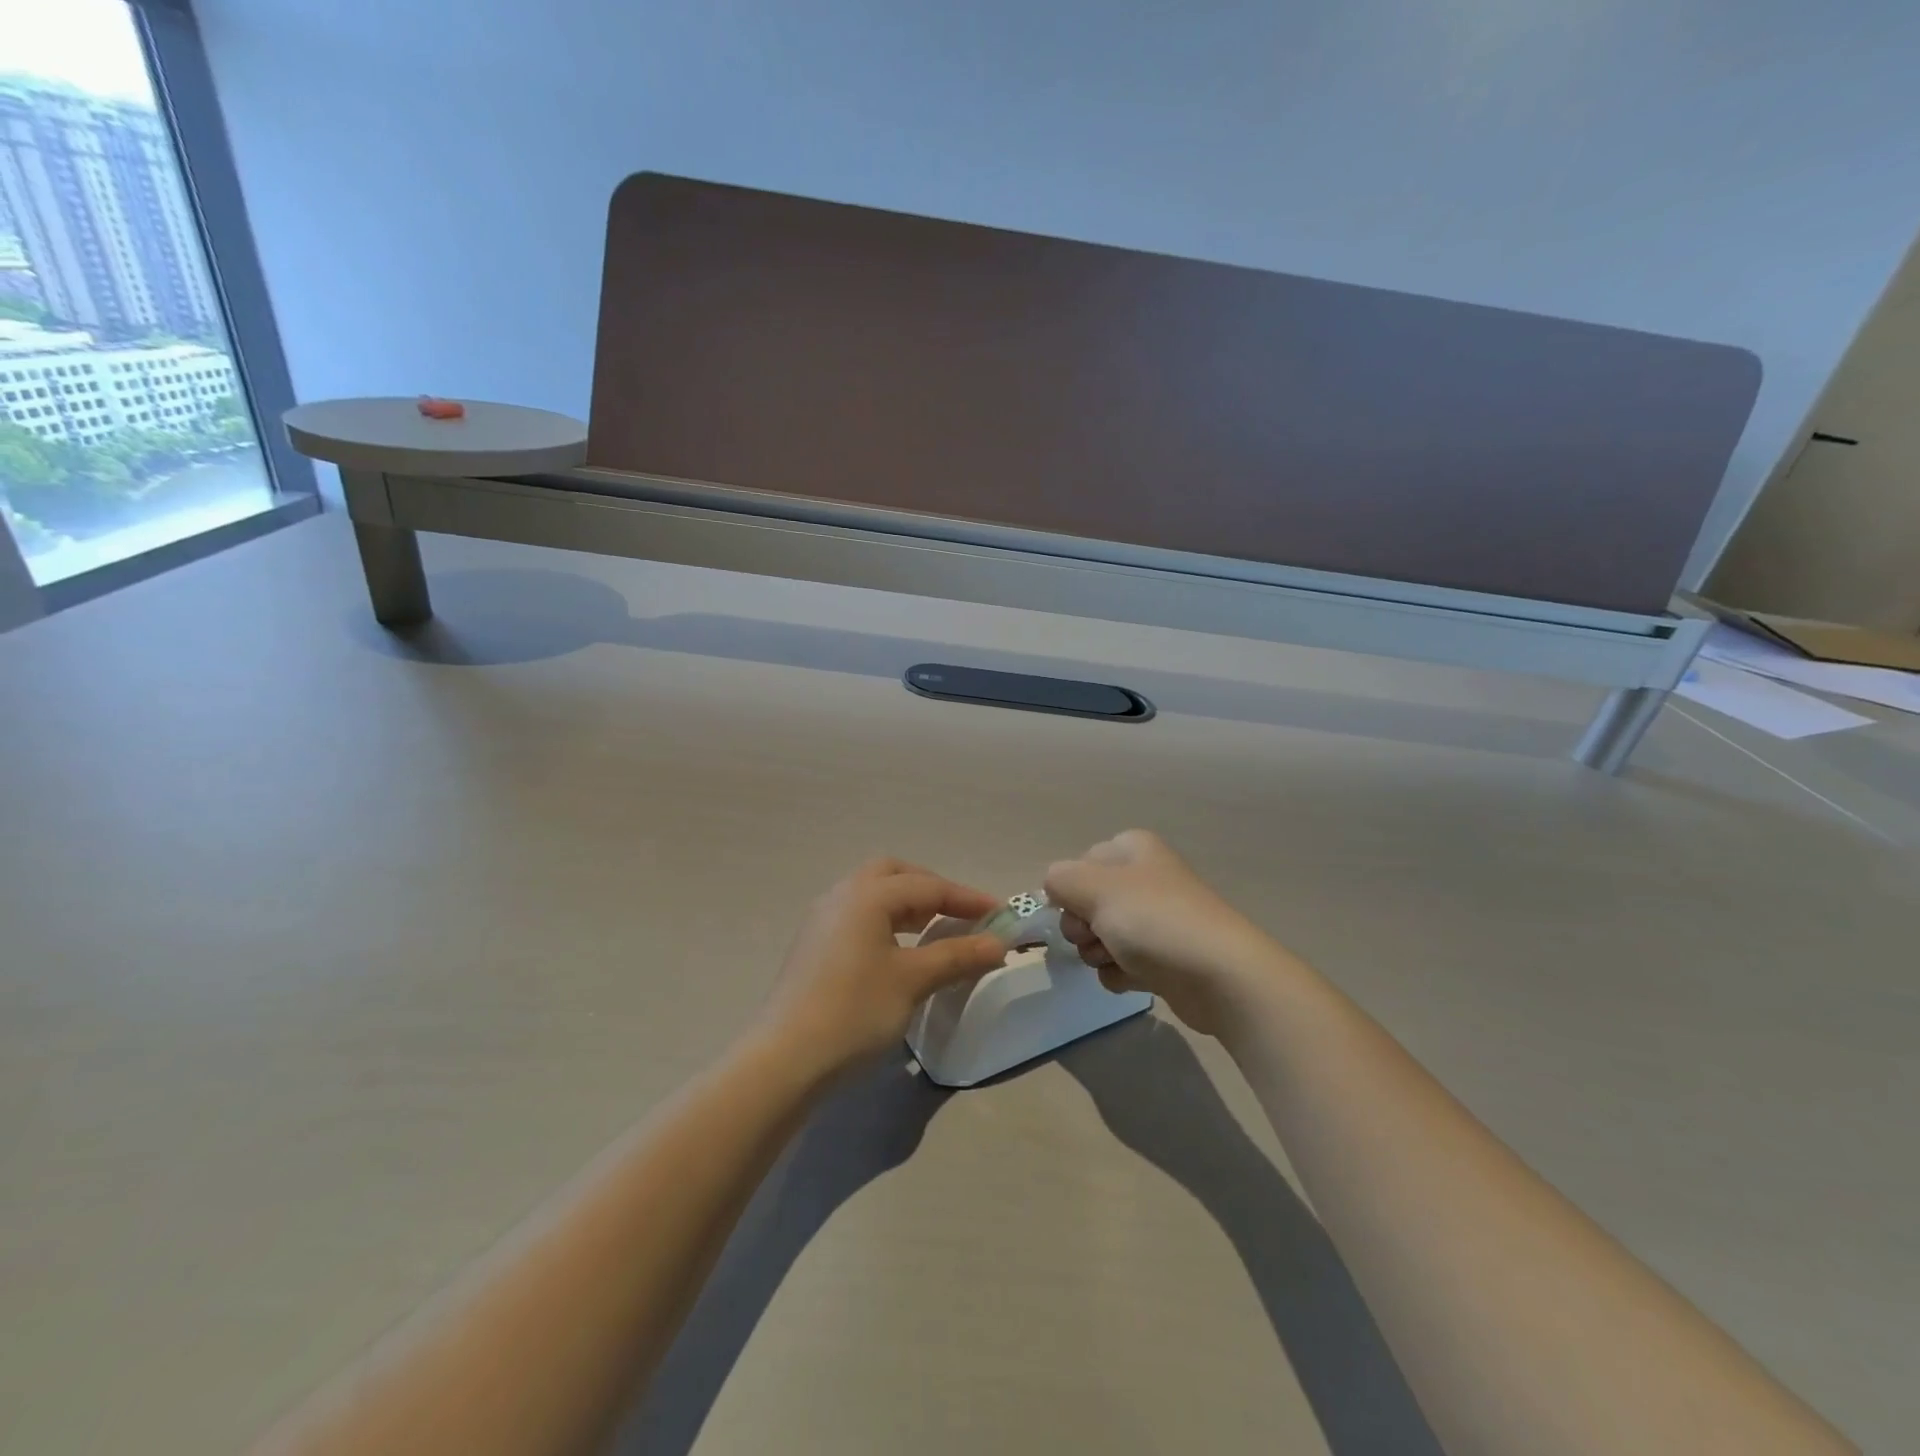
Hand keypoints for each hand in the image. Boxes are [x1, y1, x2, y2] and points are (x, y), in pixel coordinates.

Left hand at [759, 859, 1009, 1076]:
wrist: (785, 1059)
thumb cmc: (855, 1011)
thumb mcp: (913, 981)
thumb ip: (957, 956)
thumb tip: (999, 943)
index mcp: (867, 895)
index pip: (928, 886)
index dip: (967, 898)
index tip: (1000, 913)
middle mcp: (842, 895)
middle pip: (894, 875)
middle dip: (932, 888)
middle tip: (960, 913)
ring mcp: (822, 919)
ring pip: (873, 894)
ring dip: (908, 904)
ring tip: (935, 929)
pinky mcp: (813, 945)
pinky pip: (858, 915)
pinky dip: (886, 920)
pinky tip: (898, 949)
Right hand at [1045, 830, 1290, 1035]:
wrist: (1220, 976)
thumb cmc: (1154, 921)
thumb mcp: (1095, 888)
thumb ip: (1060, 880)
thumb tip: (1054, 886)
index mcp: (1132, 849)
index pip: (1079, 863)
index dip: (1071, 889)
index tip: (1076, 909)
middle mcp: (1145, 877)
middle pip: (1087, 901)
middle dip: (1082, 925)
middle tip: (1095, 937)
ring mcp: (1157, 919)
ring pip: (1102, 934)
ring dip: (1098, 952)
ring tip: (1118, 960)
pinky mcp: (1165, 956)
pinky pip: (1123, 962)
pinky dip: (1121, 973)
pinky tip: (1135, 979)